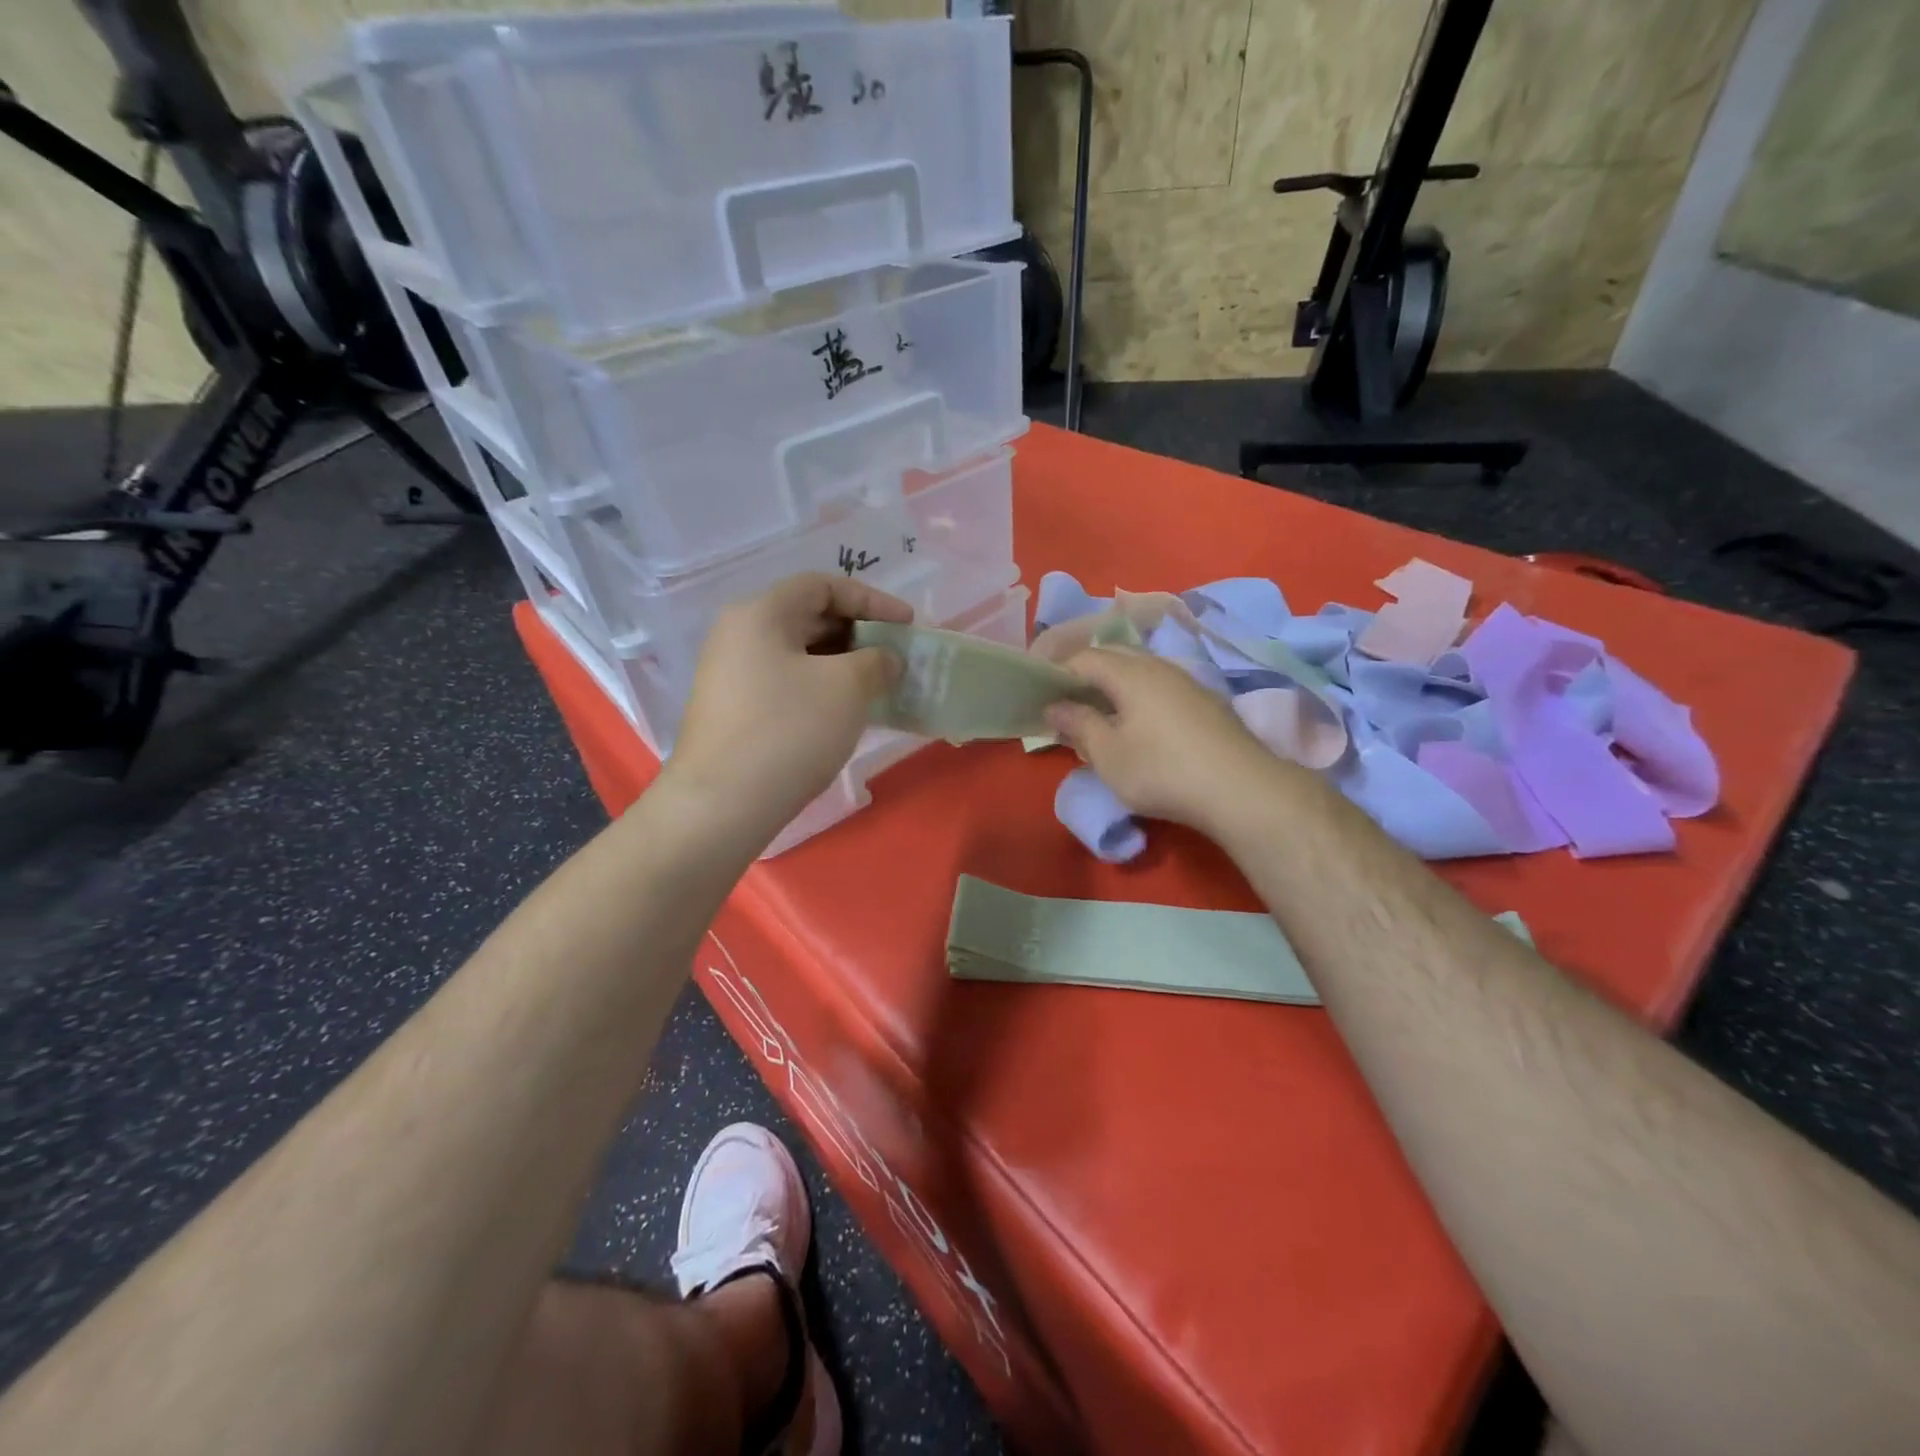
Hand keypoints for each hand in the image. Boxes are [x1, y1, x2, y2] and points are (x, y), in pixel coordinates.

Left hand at [666, 574, 911, 839]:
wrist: (723, 804)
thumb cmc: (789, 731)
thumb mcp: (847, 687)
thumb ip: (877, 661)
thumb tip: (885, 659)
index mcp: (761, 614)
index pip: (822, 586)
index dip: (871, 599)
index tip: (907, 624)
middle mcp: (739, 635)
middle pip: (808, 617)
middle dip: (858, 633)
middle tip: (895, 656)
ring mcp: (731, 675)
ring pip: (798, 654)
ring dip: (842, 664)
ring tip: (878, 686)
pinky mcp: (733, 710)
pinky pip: (786, 683)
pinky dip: (821, 688)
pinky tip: (846, 712)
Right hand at [1046, 648, 1289, 834]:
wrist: (1241, 790)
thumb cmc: (1162, 771)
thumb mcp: (1108, 754)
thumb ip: (1079, 725)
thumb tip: (1054, 705)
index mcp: (1130, 673)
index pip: (1084, 657)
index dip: (1057, 670)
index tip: (1039, 691)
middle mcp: (1159, 667)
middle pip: (1114, 656)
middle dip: (1085, 673)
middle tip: (1065, 700)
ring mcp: (1187, 682)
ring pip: (1140, 670)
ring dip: (1113, 683)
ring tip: (1097, 711)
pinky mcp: (1206, 702)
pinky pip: (1160, 685)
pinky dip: (1137, 695)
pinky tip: (1137, 722)